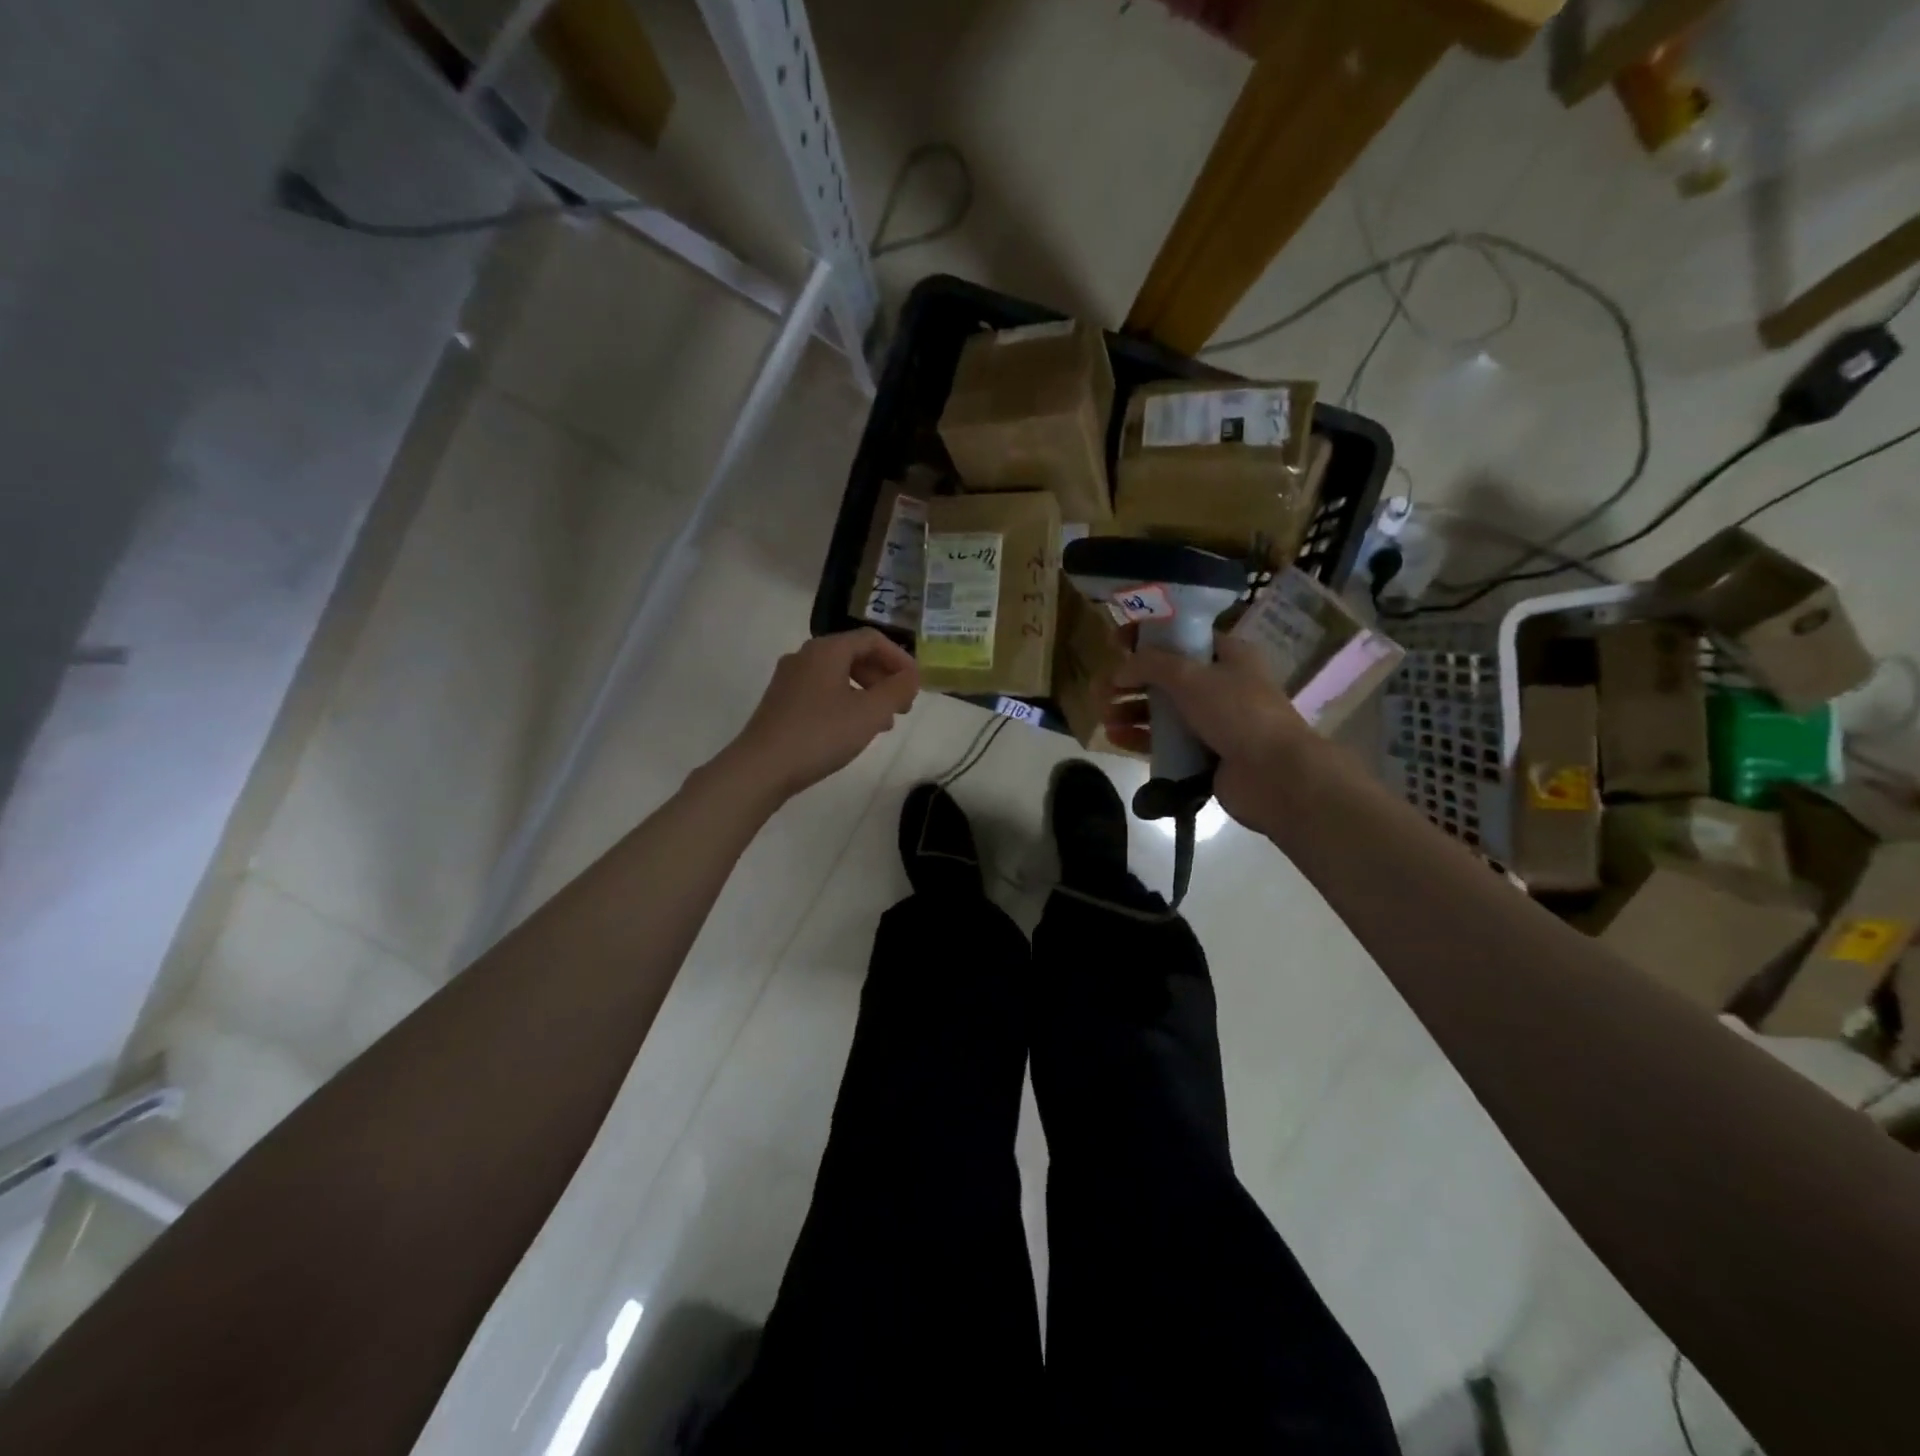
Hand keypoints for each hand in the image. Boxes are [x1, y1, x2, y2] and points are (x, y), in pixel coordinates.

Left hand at [723, 629, 919, 800]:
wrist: (761, 768)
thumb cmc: (821, 734)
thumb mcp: (870, 713)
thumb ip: (897, 691)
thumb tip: (912, 677)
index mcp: (826, 650)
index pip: (872, 639)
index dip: (900, 659)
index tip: (916, 685)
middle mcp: (805, 656)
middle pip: (854, 655)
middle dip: (884, 678)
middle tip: (903, 706)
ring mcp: (789, 679)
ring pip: (839, 676)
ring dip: (867, 693)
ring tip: (883, 723)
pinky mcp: (781, 702)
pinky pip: (823, 692)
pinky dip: (846, 703)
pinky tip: (853, 730)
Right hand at [1110, 637, 1317, 832]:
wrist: (1273, 775)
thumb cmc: (1237, 712)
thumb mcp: (1191, 677)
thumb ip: (1151, 665)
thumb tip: (1120, 669)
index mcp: (1229, 656)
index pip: (1182, 637)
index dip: (1148, 636)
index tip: (1116, 641)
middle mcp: (1221, 685)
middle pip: (1166, 676)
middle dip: (1131, 680)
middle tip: (1101, 688)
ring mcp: (1212, 721)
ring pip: (1163, 710)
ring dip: (1131, 710)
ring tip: (1103, 716)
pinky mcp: (1203, 753)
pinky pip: (1165, 741)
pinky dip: (1140, 737)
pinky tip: (1115, 738)